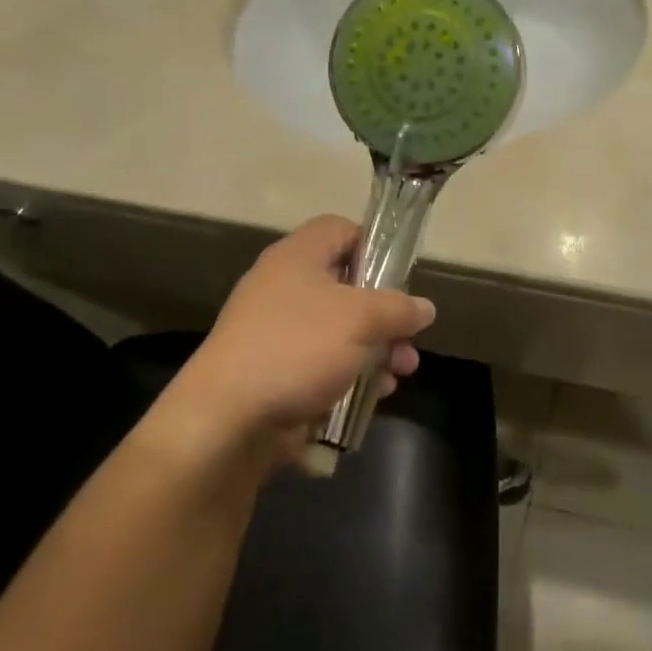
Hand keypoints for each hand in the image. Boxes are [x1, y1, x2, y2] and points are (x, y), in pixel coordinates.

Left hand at [137, 216, 435, 475]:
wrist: (228, 420)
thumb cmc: (298, 349)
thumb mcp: (361, 319)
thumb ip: (399, 308)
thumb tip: (423, 308)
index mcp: (298, 258)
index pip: (340, 230)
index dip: (374, 245)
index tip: (400, 277)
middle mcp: (285, 288)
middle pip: (349, 287)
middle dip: (387, 315)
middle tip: (410, 339)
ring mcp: (279, 332)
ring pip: (342, 331)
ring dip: (378, 349)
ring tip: (401, 373)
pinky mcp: (278, 372)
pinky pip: (325, 364)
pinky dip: (352, 375)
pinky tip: (375, 394)